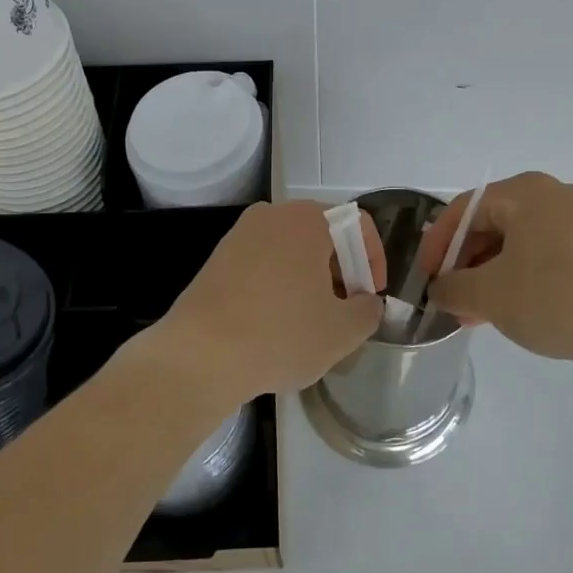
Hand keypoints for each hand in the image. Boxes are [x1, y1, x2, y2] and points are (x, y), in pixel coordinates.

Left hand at [155, 199, 384, 407]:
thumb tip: (366, 302)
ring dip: (311, 278)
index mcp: (307, 220)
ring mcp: (240, 234)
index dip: (374, 261)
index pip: (357, 225)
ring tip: (312, 320)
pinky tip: (277, 322)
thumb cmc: (279, 335)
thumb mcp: (342, 331)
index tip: (371, 297)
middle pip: (323, 234)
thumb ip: (368, 310)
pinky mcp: (218, 259)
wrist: (198, 357)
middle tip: (345, 310)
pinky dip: (280, 284)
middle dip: (342, 270)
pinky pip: (264, 262)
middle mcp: (272, 215)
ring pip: (292, 249)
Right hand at [418, 171, 572, 367]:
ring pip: (518, 242)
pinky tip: (514, 310)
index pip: (464, 209)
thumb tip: (441, 289)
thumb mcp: (490, 295)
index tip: (425, 279)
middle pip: (492, 223)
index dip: (436, 245)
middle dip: (465, 263)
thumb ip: (452, 288)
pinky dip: (521, 277)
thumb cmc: (556, 298)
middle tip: (450, 298)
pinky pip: (544, 254)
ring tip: (477, 313)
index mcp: (525, 192)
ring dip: (490, 274)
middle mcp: (553, 195)